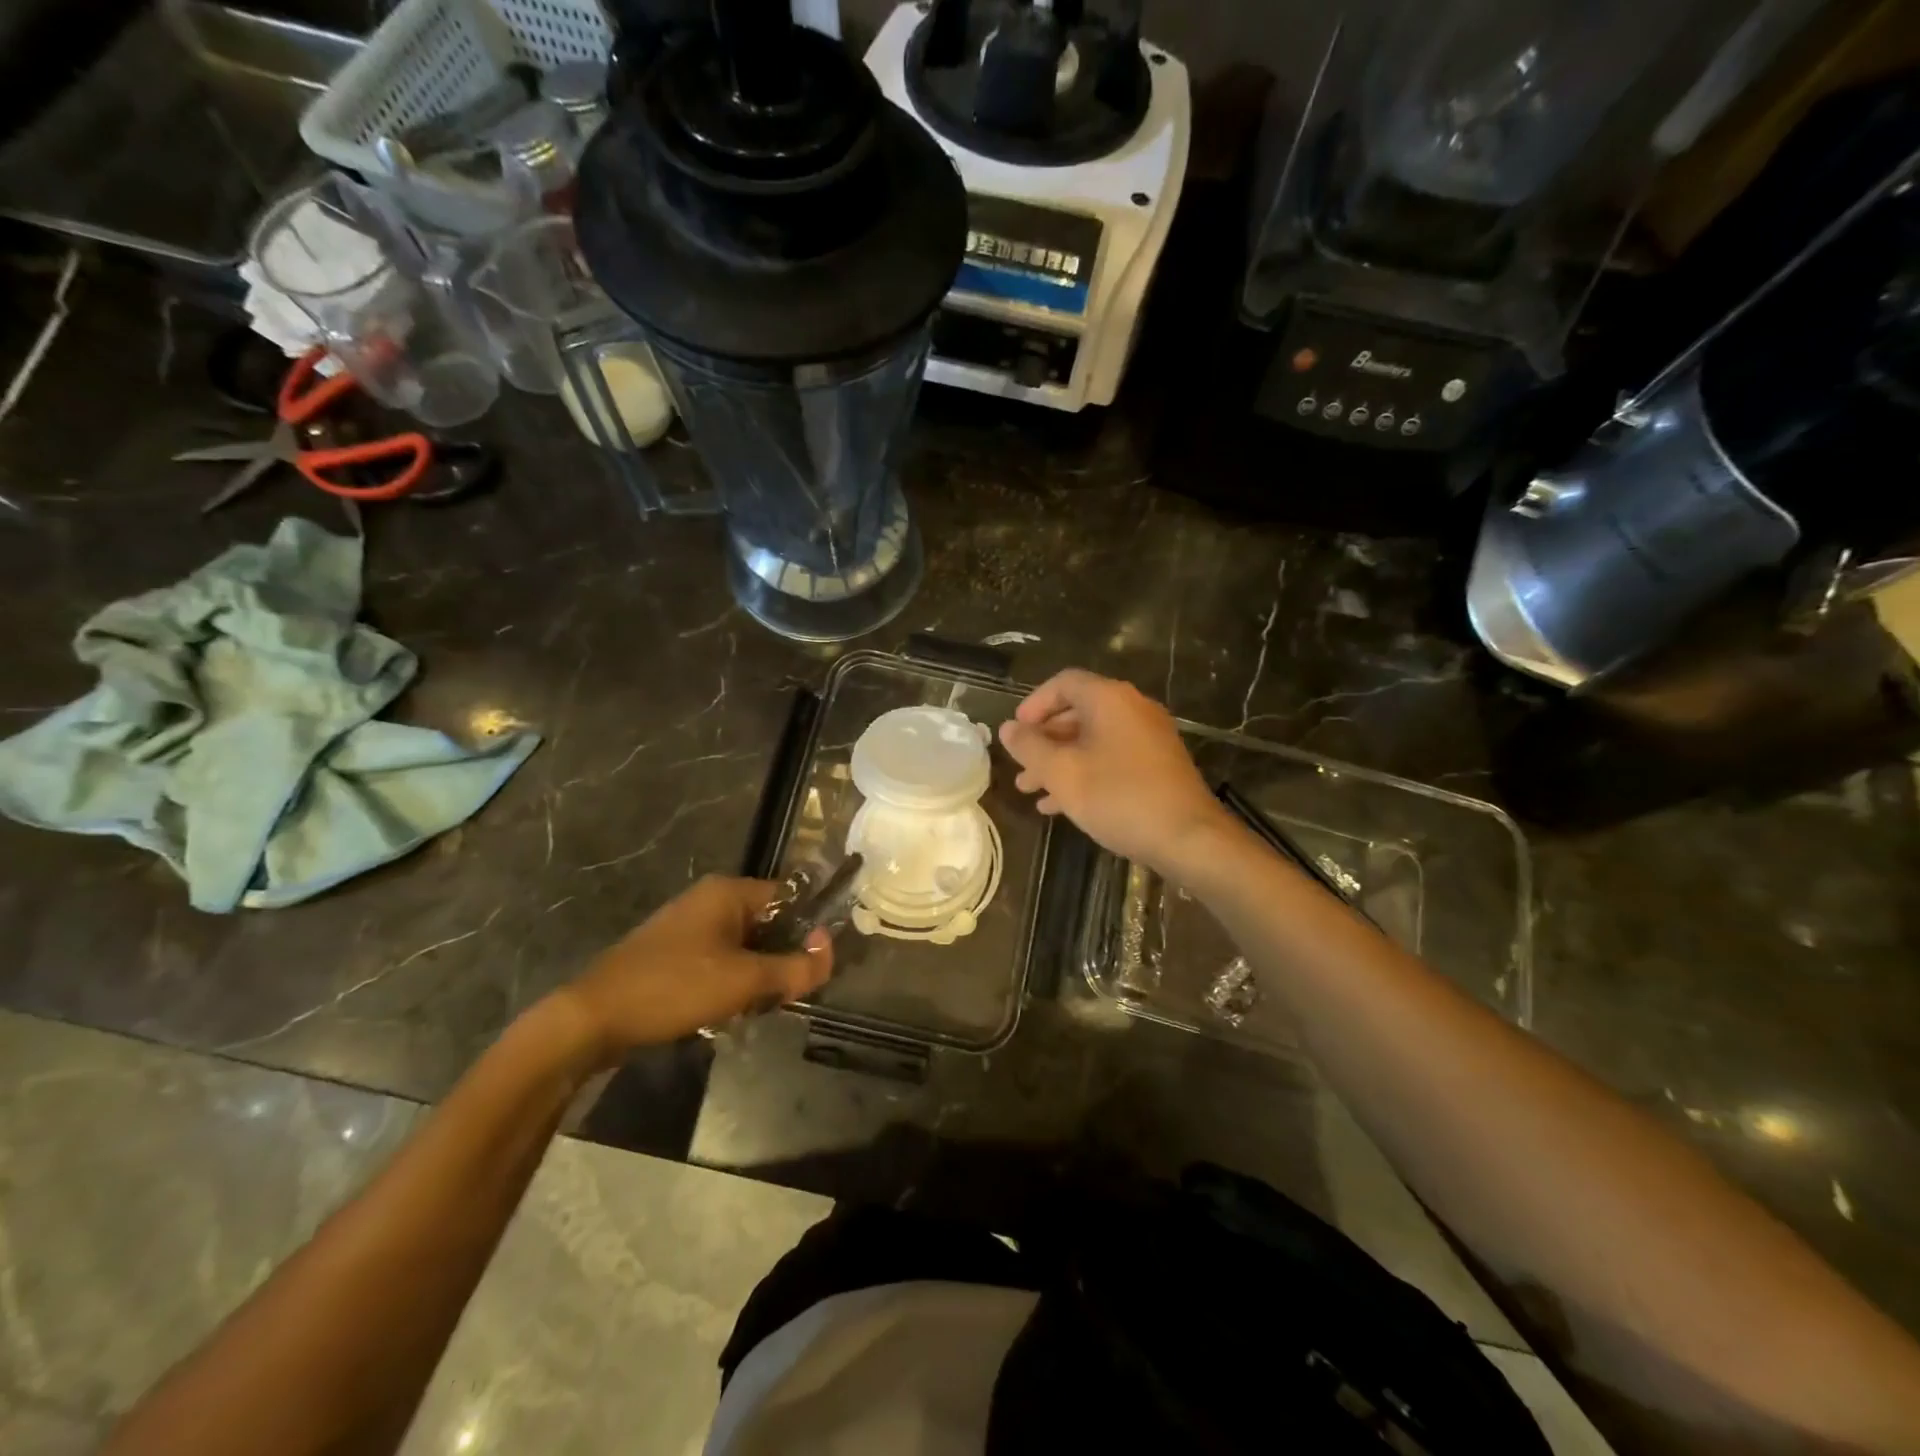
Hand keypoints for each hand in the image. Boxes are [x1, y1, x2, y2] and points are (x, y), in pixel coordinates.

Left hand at [558, 876, 832, 1058]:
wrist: (593, 1018)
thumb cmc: (675, 988)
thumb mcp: (744, 981)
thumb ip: (794, 967)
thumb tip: (829, 952)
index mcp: (728, 892)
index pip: (789, 897)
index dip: (809, 929)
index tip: (816, 966)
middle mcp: (709, 900)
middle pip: (767, 923)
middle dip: (780, 959)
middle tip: (783, 994)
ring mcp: (687, 926)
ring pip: (743, 946)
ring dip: (755, 975)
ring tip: (752, 1007)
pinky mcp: (671, 953)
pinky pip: (718, 960)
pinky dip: (729, 982)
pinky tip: (724, 1011)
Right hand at [998, 669, 1230, 876]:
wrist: (1188, 837)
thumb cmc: (1118, 797)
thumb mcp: (1063, 773)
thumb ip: (1030, 747)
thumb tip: (1008, 728)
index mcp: (1110, 699)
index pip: (1063, 683)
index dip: (1033, 704)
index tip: (1015, 732)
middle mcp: (1132, 708)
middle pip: (1077, 712)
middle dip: (1043, 740)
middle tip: (1019, 765)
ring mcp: (1148, 737)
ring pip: (1092, 740)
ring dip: (1059, 761)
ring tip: (1030, 790)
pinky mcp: (1157, 764)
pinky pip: (1111, 757)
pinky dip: (1084, 772)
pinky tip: (1060, 805)